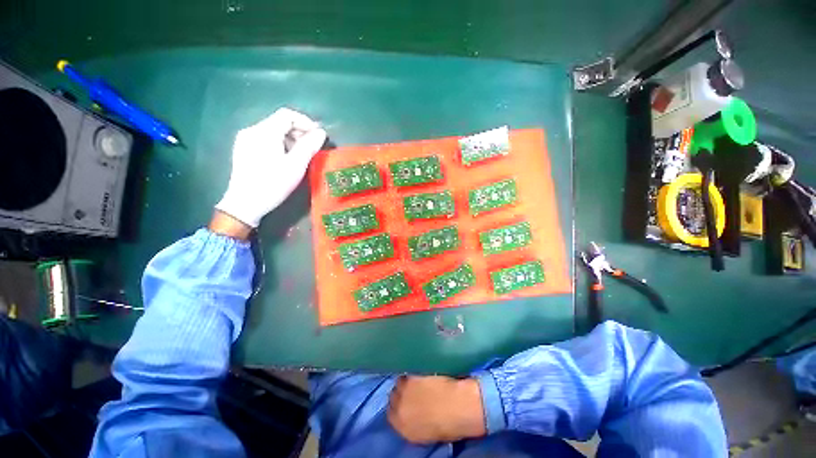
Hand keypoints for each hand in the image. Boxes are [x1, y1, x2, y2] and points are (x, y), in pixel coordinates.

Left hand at [215, 108, 326, 227]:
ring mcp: (245, 139)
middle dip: (299, 132)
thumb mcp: (295, 166)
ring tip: (301, 155)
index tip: (319, 136)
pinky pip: (266, 139)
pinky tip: (286, 159)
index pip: (287, 115)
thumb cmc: (273, 184)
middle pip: (280, 122)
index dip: (306, 123)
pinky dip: (280, 144)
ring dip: (291, 139)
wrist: (245, 203)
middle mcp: (252, 130)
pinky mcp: (244, 149)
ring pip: (273, 131)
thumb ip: (309, 146)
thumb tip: (321, 133)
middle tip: (312, 148)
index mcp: (264, 132)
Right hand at [387, 375, 485, 443]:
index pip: (391, 414)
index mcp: (403, 427)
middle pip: (393, 397)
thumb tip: (411, 414)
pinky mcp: (412, 375)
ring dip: (406, 382)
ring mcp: (404, 390)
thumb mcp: (426, 433)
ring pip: (399, 383)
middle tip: (412, 390)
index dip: (398, 406)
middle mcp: (399, 409)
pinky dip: (413, 372)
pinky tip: (421, 373)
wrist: (459, 406)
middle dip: (401, 393)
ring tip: (417, 380)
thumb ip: (412, 423)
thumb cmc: (449, 425)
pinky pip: (408, 372)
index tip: (405, 402)